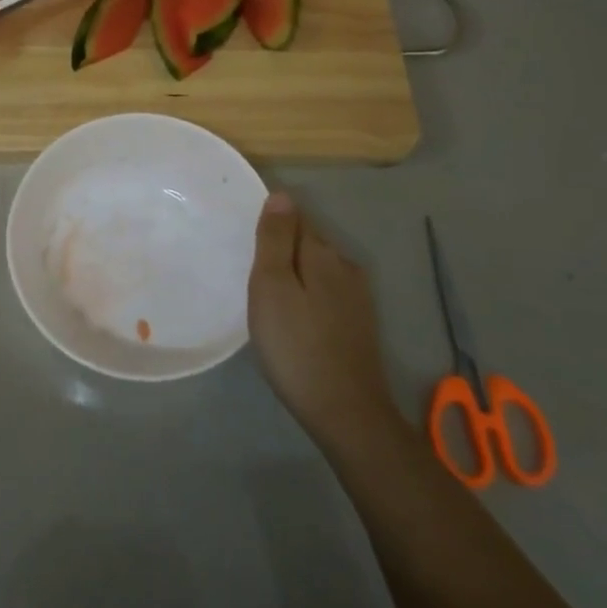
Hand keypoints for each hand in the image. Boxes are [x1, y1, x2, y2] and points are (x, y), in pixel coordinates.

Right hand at [249, 191, 396, 444]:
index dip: (271, 223)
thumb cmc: (296, 346)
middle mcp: (345, 266)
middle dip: (282, 248)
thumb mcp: (272, 287)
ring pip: (318, 269)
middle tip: (250, 271)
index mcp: (322, 253)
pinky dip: (308, 295)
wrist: (346, 412)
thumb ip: (275, 239)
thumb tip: (281, 195)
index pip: (295, 217)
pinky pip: (326, 293)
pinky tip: (294, 318)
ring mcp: (357, 297)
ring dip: (295, 274)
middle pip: (308, 242)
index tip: (247, 239)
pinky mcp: (359, 324)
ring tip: (268, 296)